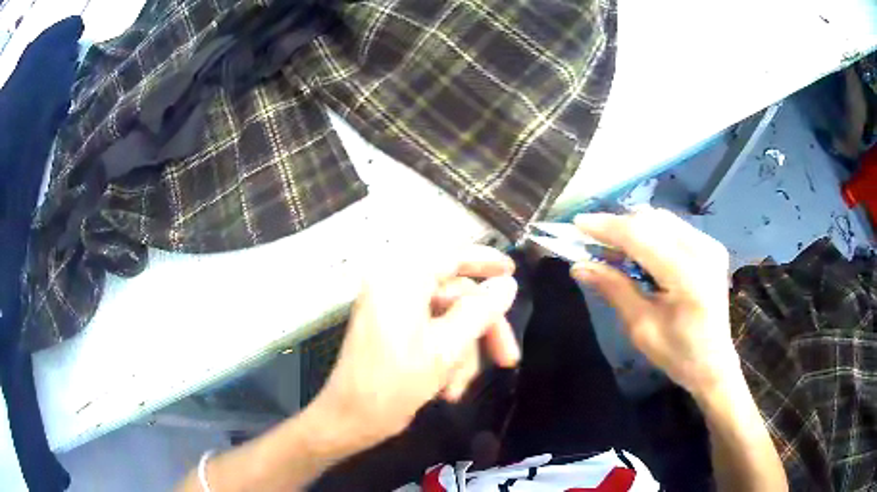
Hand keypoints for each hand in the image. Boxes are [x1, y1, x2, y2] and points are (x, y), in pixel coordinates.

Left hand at [311, 245, 519, 448]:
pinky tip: (447, 390)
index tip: (513, 270)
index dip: (485, 261)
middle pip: (455, 296)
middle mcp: (394, 287)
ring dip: (462, 354)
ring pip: (447, 320)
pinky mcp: (391, 330)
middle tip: (507, 359)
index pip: (451, 256)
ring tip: (458, 390)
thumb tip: (507, 284)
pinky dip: (445, 359)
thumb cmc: (394, 383)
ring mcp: (391, 310)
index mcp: (401, 280)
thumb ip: (480, 312)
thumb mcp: (446, 349)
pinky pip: (431, 334)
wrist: (350, 419)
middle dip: (481, 332)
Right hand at [571, 207, 739, 396]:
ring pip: (662, 219)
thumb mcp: (641, 327)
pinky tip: (640, 251)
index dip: (607, 227)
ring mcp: (710, 245)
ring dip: (634, 228)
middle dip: (619, 226)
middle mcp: (703, 251)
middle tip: (594, 243)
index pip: (641, 237)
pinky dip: (651, 232)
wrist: (713, 363)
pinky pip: (673, 227)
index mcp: (688, 276)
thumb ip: (614, 289)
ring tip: (614, 248)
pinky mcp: (711, 246)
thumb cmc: (677, 354)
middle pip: (651, 220)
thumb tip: (579, 266)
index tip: (577, 223)